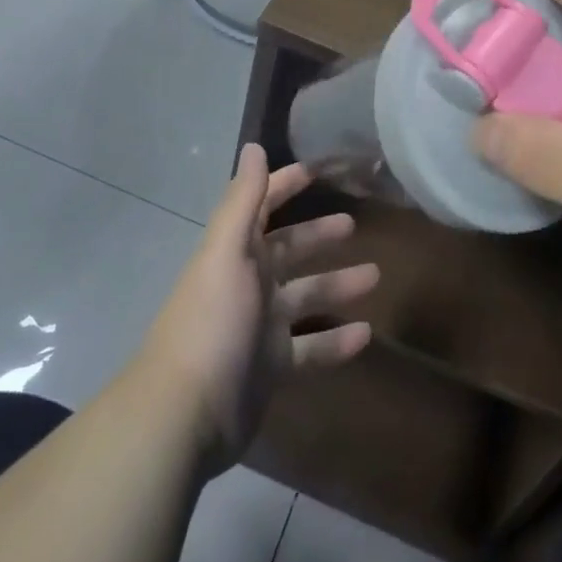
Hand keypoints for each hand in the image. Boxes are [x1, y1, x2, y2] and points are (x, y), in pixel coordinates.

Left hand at [138, 146, 377, 470]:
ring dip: (337, 285)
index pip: (263, 206)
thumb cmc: (212, 321)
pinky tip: (366, 336)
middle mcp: (248, 283)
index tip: (319, 169)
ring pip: (306, 296)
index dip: (286, 185)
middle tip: (355, 225)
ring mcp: (260, 327)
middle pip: (289, 250)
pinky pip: (311, 347)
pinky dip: (336, 341)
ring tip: (376, 276)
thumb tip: (253, 146)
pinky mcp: (271, 367)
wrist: (185, 414)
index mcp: (235, 252)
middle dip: (319, 235)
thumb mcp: (228, 252)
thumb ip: (244, 200)